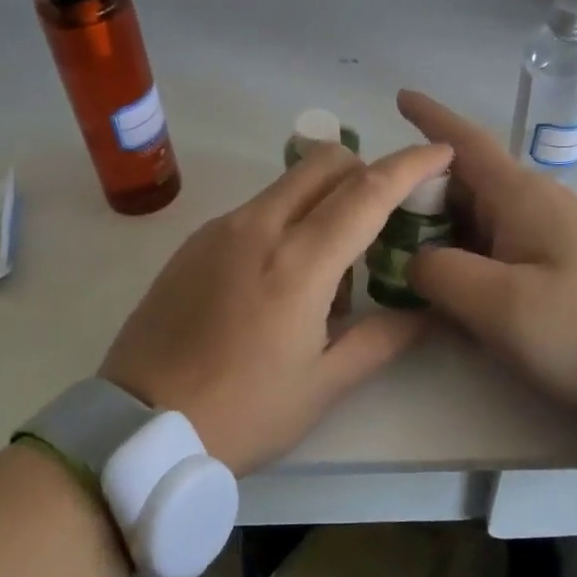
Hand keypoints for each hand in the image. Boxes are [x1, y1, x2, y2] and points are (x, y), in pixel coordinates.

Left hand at [98, 139, 453, 473]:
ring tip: (330, 267)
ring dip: (325, 197)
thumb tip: (426, 312)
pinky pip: (257, 208)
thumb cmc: (241, 412)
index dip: (410, 165)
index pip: (367, 192)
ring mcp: (221, 228)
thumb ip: (382, 340)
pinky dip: (287, 217)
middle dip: (366, 170)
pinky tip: (281, 276)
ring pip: (289, 183)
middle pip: (325, 163)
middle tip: (384, 216)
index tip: (440, 151)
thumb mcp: (322, 386)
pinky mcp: (195, 240)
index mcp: (298, 262)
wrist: (137, 426)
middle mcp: (259, 226)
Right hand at [397, 90, 576, 420]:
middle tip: (371, 209)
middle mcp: (533, 203)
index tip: (400, 97)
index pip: (465, 142)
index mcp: (520, 196)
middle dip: (418, 188)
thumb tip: (415, 260)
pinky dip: (461, 250)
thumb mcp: (498, 304)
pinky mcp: (553, 264)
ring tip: (392, 245)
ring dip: (436, 224)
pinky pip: (492, 243)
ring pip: (475, 215)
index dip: (430, 118)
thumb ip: (440, 272)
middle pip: (463, 181)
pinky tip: (441, 277)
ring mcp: (546, 233)